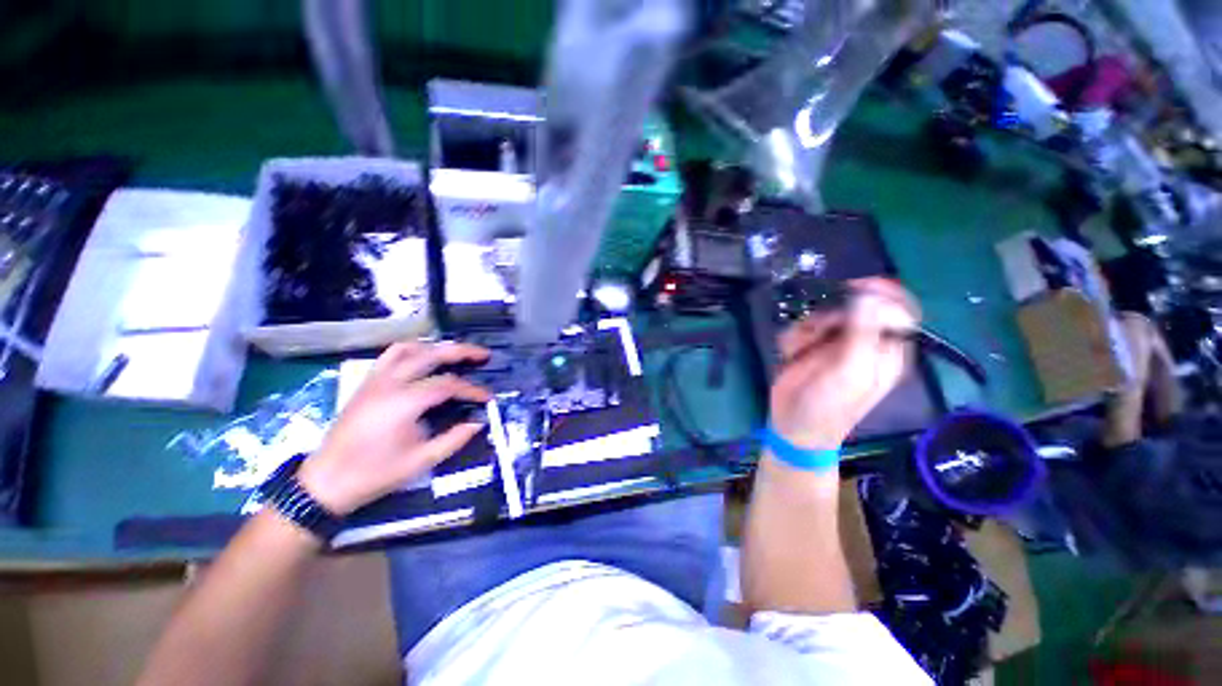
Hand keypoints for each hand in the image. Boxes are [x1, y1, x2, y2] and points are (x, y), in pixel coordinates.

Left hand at [298, 342, 491, 514]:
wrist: (327, 482)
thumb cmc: (376, 473)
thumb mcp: (422, 461)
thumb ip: (455, 438)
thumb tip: (479, 422)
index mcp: (404, 402)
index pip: (448, 384)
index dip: (473, 390)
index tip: (488, 398)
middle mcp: (390, 383)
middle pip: (431, 354)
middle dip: (462, 351)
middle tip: (483, 354)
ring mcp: (375, 380)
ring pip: (409, 348)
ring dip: (436, 347)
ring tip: (455, 353)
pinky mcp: (367, 383)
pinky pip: (391, 355)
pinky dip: (413, 350)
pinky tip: (424, 359)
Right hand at [770, 278, 919, 449]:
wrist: (792, 425)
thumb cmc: (828, 405)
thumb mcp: (852, 373)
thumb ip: (864, 334)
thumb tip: (871, 296)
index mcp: (885, 349)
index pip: (897, 310)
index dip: (881, 294)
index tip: (856, 288)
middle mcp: (861, 342)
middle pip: (851, 307)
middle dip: (830, 317)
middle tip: (820, 331)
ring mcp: (831, 344)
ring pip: (820, 315)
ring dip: (806, 331)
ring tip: (800, 352)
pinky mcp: (807, 346)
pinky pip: (800, 327)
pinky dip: (792, 339)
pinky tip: (789, 356)